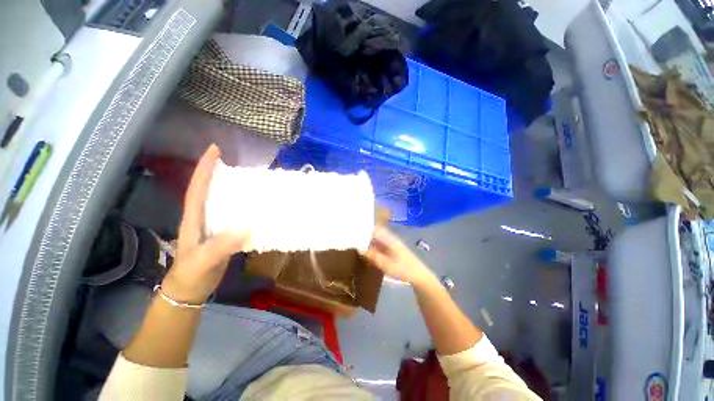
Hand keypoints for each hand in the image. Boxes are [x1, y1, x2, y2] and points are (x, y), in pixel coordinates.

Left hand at [161, 144, 246, 303]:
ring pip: (222, 201)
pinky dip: (244, 206)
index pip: (198, 188)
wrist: (190, 291)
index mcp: (194, 218)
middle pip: (210, 189)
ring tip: (250, 179)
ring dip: (233, 188)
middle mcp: (203, 217)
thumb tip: (245, 227)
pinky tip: (256, 205)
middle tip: (237, 161)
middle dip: (219, 172)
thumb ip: (220, 245)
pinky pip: (234, 214)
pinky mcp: (224, 233)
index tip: (215, 150)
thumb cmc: (191, 275)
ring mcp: (214, 225)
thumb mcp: (203, 261)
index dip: (205, 168)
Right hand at [360, 227, 435, 287]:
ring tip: (355, 243)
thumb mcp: (386, 264)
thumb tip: (359, 249)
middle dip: (364, 235)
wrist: (418, 276)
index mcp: (389, 239)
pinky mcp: (391, 250)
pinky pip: (379, 246)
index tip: (353, 230)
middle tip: (351, 238)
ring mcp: (390, 244)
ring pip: (376, 240)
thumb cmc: (403, 269)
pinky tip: (365, 251)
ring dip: (367, 242)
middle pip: (374, 234)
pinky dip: (372, 247)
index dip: (365, 228)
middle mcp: (389, 239)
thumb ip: (373, 256)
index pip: (375, 229)